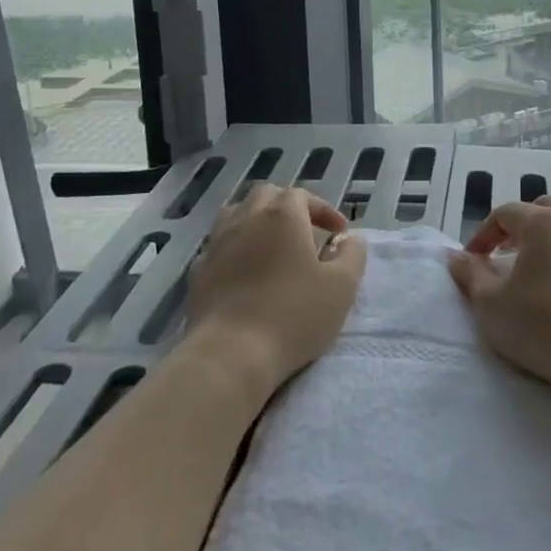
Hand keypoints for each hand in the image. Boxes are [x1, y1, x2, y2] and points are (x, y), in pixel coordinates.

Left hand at [186, 183, 366, 395]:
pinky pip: (218, 245)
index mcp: (282, 215)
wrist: (230, 355)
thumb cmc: (293, 315)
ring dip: (256, 221)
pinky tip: (243, 271)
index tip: (338, 234)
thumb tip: (349, 240)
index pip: (303, 195)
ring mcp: (217, 243)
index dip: (323, 209)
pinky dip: (234, 248)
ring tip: (270, 245)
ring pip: (236, 213)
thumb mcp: (341, 287)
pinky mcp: (198, 271)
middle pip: (266, 196)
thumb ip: (352, 255)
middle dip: (287, 207)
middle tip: (304, 232)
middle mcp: (247, 218)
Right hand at [446, 198, 550, 392]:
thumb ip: (470, 275)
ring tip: (536, 270)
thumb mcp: (491, 304)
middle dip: (520, 226)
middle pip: (543, 209)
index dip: (483, 234)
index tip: (471, 261)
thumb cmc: (542, 325)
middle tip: (504, 252)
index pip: (505, 213)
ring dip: (550, 242)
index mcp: (543, 223)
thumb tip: (455, 256)